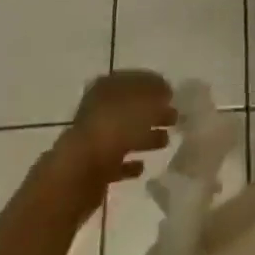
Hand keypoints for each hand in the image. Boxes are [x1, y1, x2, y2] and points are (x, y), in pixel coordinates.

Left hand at [51, 70, 177, 205]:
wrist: (79, 174)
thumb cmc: (113, 129)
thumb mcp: (143, 102)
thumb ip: (157, 94)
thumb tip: (166, 92)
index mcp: (106, 89)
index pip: (133, 80)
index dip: (154, 85)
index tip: (173, 94)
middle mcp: (98, 111)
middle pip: (131, 108)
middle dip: (153, 112)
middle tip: (175, 118)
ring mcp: (94, 140)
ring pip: (126, 135)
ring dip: (146, 137)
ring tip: (166, 141)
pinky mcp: (94, 169)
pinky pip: (116, 163)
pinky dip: (130, 164)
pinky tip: (142, 167)